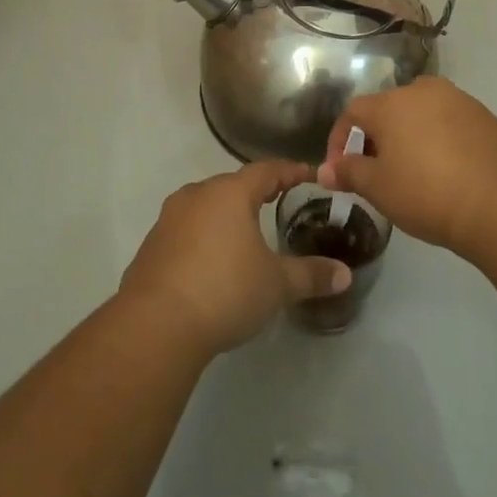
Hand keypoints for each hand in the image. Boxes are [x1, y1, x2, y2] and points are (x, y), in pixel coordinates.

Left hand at [119, 162, 350, 356]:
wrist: (155, 325)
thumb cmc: (225, 290)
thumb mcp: (276, 285)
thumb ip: (311, 275)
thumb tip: (345, 275)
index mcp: (230, 193)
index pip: (266, 170)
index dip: (290, 171)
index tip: (309, 174)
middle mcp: (197, 196)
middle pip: (233, 185)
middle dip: (256, 192)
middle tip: (278, 201)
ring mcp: (169, 219)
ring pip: (206, 206)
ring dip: (226, 215)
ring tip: (245, 231)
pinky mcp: (151, 246)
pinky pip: (186, 231)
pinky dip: (204, 238)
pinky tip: (212, 261)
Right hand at [321, 78, 496, 259]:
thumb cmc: (427, 193)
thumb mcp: (378, 188)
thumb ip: (348, 172)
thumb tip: (325, 170)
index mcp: (391, 103)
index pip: (352, 112)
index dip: (339, 140)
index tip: (340, 170)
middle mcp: (424, 90)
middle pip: (389, 110)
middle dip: (377, 139)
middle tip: (377, 173)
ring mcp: (460, 100)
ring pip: (423, 115)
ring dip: (411, 138)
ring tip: (413, 173)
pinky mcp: (487, 118)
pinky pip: (452, 125)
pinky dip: (442, 142)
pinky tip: (448, 173)